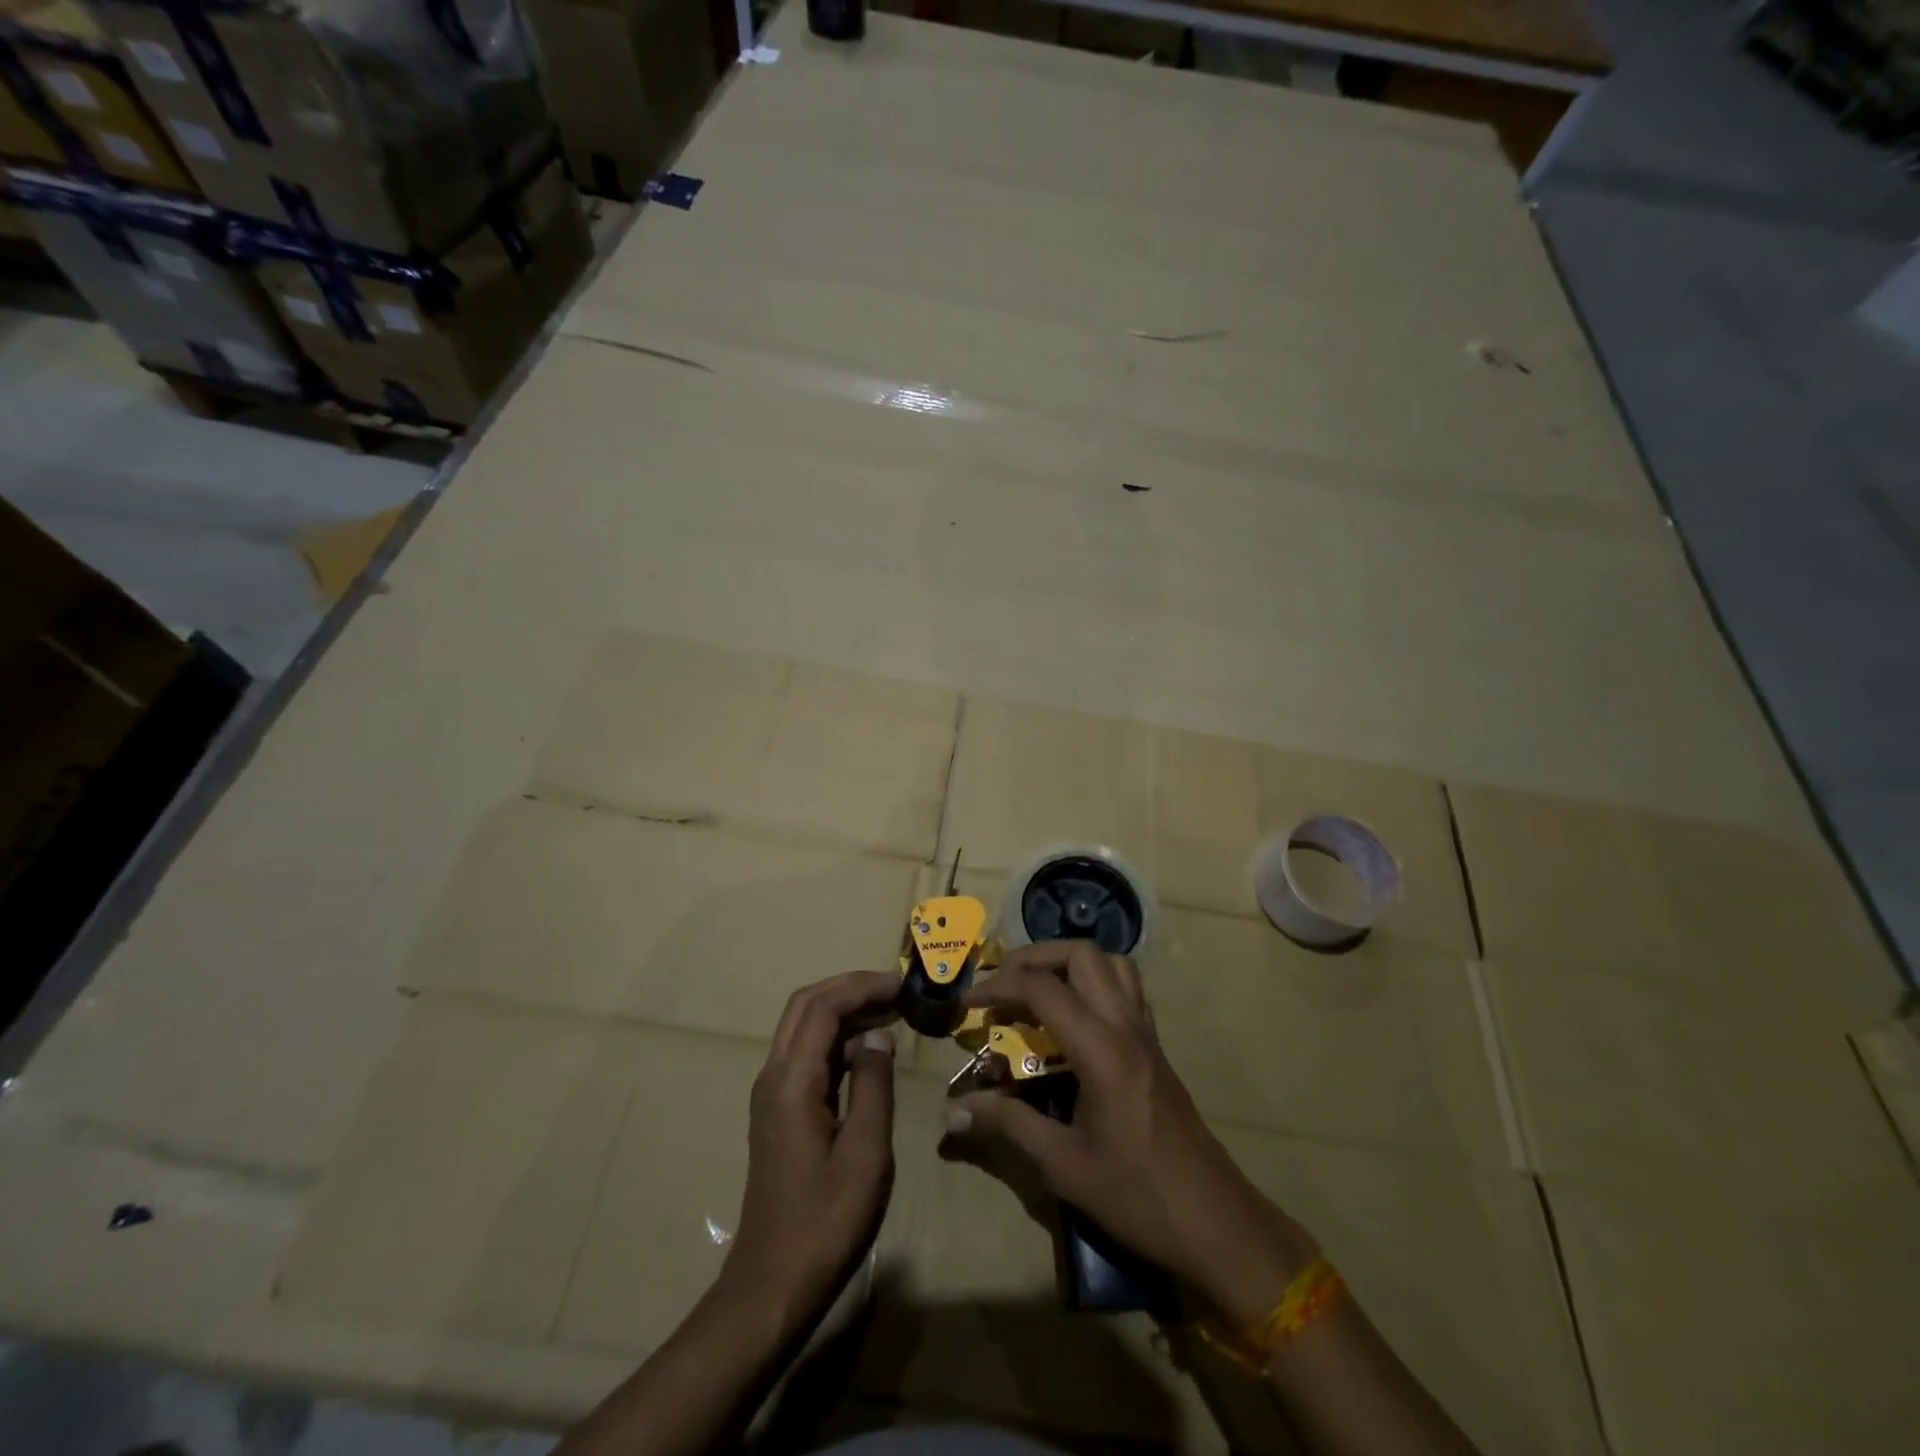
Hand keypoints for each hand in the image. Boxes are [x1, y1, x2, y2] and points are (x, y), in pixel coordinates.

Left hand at [725, 970, 898, 1335]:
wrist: (772, 1285)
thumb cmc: (825, 1223)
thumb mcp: (866, 1154)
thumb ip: (874, 1085)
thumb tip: (879, 1035)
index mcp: (792, 1081)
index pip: (823, 1006)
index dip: (863, 987)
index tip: (904, 984)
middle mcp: (774, 1075)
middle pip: (806, 1005)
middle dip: (851, 987)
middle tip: (897, 990)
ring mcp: (772, 1093)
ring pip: (804, 1026)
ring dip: (845, 1009)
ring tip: (892, 1011)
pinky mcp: (779, 1110)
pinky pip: (807, 1053)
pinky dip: (838, 1037)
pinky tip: (870, 1049)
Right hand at [940, 941, 1316, 1326]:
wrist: (1214, 1221)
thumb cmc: (1136, 1195)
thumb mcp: (1063, 1165)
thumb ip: (1008, 1125)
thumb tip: (953, 1112)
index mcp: (1100, 1049)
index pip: (1042, 988)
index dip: (998, 985)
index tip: (968, 1001)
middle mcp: (1125, 1026)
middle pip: (1081, 955)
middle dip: (1034, 958)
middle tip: (1003, 984)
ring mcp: (1145, 1032)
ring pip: (1110, 963)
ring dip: (1068, 963)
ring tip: (1037, 990)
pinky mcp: (1155, 1046)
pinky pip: (1126, 988)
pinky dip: (1094, 981)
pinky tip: (1073, 1017)